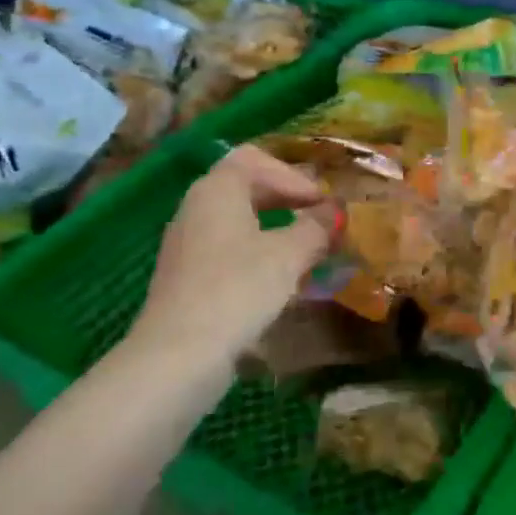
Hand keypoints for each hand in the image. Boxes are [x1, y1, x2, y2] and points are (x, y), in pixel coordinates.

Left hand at [129, 145, 337, 374]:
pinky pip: (227, 247)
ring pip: (237, 219)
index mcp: (217, 189)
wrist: (180, 354)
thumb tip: (335, 211)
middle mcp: (196, 207)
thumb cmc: (238, 289)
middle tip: (319, 219)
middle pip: (245, 186)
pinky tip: (278, 278)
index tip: (323, 203)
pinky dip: (256, 251)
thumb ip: (316, 228)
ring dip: (274, 227)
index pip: (257, 160)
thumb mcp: (289, 255)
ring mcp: (187, 242)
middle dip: (287, 198)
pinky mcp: (187, 275)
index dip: (295, 176)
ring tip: (305, 248)